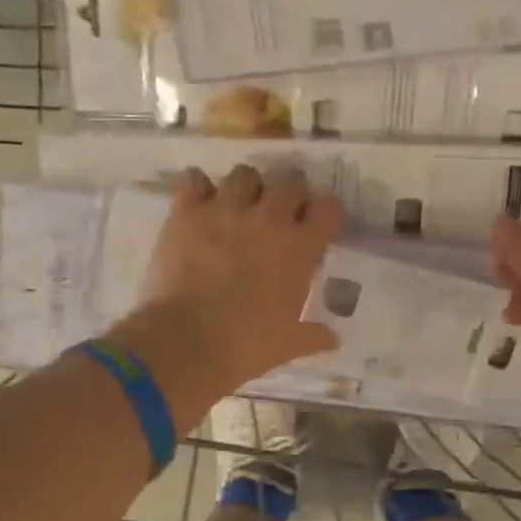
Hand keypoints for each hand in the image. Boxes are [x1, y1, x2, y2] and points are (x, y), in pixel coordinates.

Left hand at [104, 165, 340, 421]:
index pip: (328, 208)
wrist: (186, 342)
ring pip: (245, 174)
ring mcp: (226, 209)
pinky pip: (195, 181)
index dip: (323, 214)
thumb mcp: (288, 344)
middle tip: (280, 214)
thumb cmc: (247, 345)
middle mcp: (269, 218)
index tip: (317, 226)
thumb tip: (333, 339)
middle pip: (290, 181)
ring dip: (247, 187)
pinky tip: (200, 204)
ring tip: (239, 206)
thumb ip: (312, 336)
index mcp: (301, 248)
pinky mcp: (187, 212)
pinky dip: (199, 188)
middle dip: (289, 194)